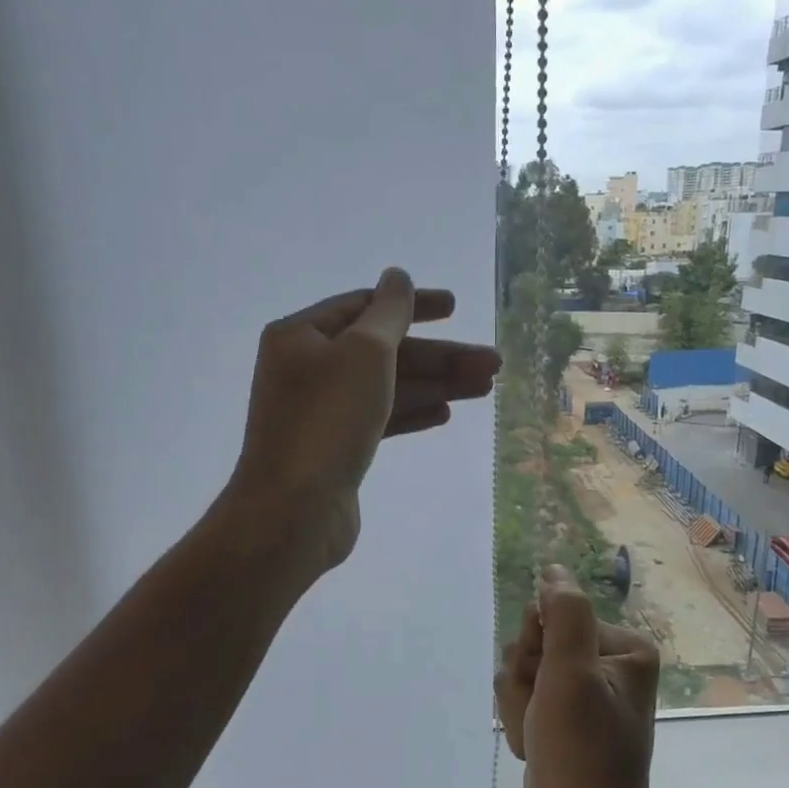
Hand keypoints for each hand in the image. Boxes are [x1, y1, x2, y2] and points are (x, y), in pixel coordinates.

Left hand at [230, 268, 499, 572]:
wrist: (294, 510)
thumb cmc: (328, 420)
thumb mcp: (365, 352)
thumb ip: (389, 312)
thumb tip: (398, 277)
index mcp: (302, 336)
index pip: (365, 307)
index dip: (414, 305)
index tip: (456, 308)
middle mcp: (308, 369)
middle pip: (384, 352)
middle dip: (439, 357)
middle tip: (493, 364)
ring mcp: (321, 412)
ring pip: (387, 388)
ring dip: (435, 385)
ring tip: (485, 387)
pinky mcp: (335, 448)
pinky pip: (379, 419)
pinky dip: (411, 413)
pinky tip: (444, 414)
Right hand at [496, 566, 663, 787]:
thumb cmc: (582, 752)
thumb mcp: (571, 674)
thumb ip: (562, 614)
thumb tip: (553, 569)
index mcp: (623, 647)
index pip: (552, 616)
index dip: (537, 651)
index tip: (547, 685)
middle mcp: (605, 663)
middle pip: (534, 644)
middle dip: (525, 683)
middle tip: (543, 718)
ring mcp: (582, 692)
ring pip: (521, 673)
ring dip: (518, 706)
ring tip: (538, 738)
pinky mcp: (562, 717)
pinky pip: (522, 698)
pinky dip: (519, 723)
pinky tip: (534, 748)